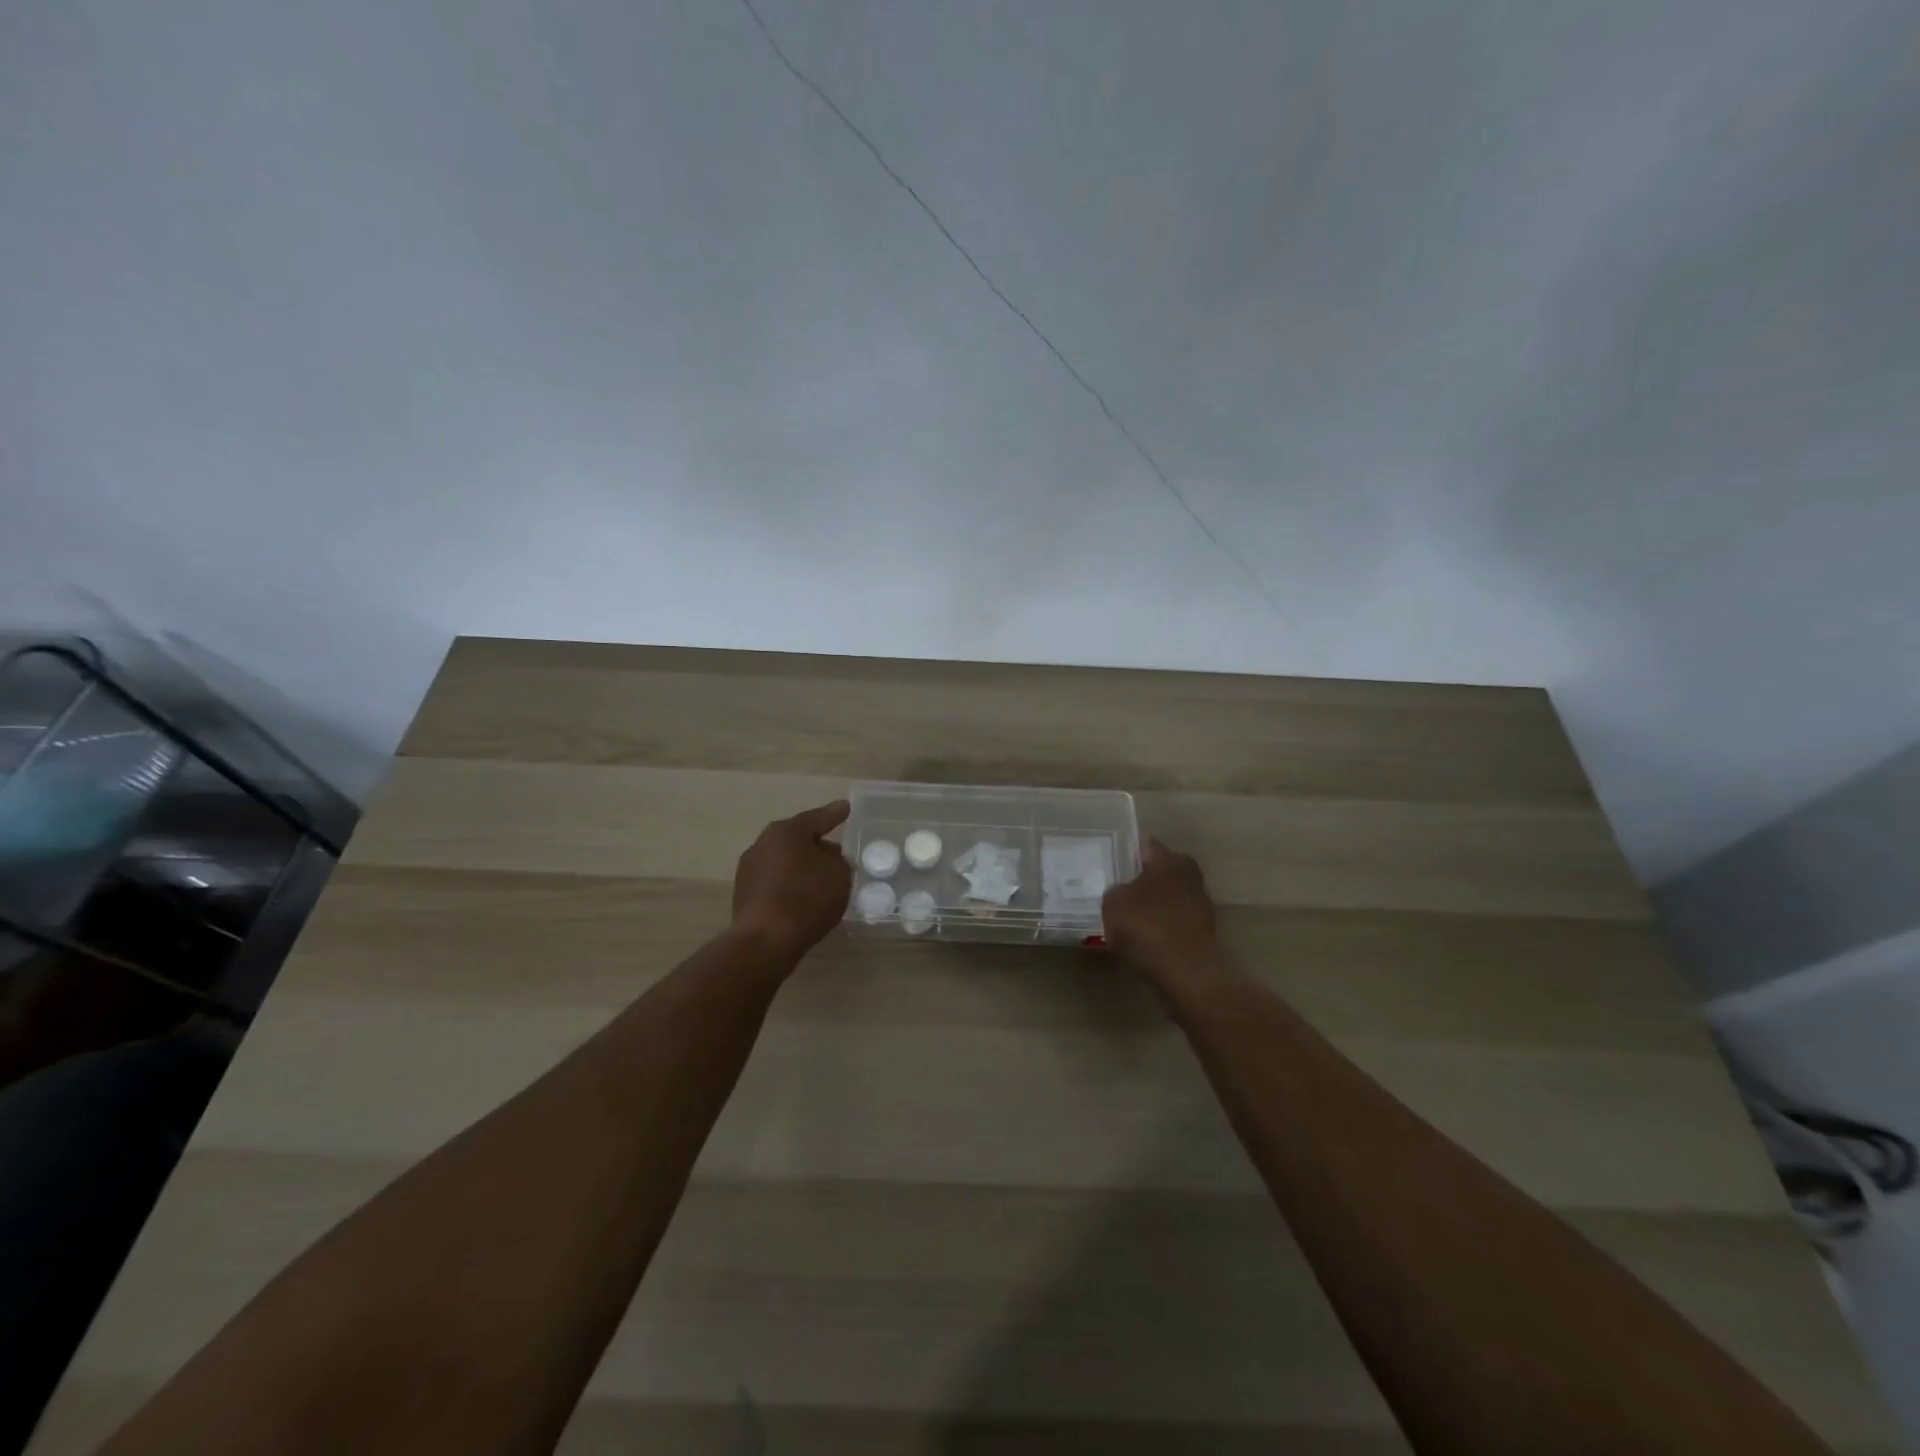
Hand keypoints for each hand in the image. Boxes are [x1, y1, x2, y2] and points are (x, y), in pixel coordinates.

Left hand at [731, 800, 853, 960]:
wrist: (765, 941)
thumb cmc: (807, 898)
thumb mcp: (839, 875)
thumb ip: (838, 861)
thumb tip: (827, 861)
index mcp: (786, 831)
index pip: (817, 818)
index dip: (835, 814)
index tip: (845, 807)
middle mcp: (763, 844)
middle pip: (797, 839)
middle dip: (816, 845)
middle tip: (836, 853)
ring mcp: (749, 871)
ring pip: (784, 862)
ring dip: (801, 868)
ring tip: (821, 881)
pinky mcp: (744, 896)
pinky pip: (775, 883)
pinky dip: (790, 887)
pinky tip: (803, 900)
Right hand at [1102, 836, 1224, 988]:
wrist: (1186, 974)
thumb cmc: (1147, 927)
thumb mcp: (1113, 902)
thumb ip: (1114, 890)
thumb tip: (1122, 893)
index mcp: (1169, 859)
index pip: (1144, 844)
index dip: (1124, 850)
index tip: (1106, 859)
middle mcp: (1189, 875)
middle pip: (1157, 871)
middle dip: (1138, 878)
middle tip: (1112, 888)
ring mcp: (1199, 904)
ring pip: (1165, 897)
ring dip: (1150, 904)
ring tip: (1123, 916)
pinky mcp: (1202, 932)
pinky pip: (1171, 921)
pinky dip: (1158, 926)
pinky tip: (1140, 938)